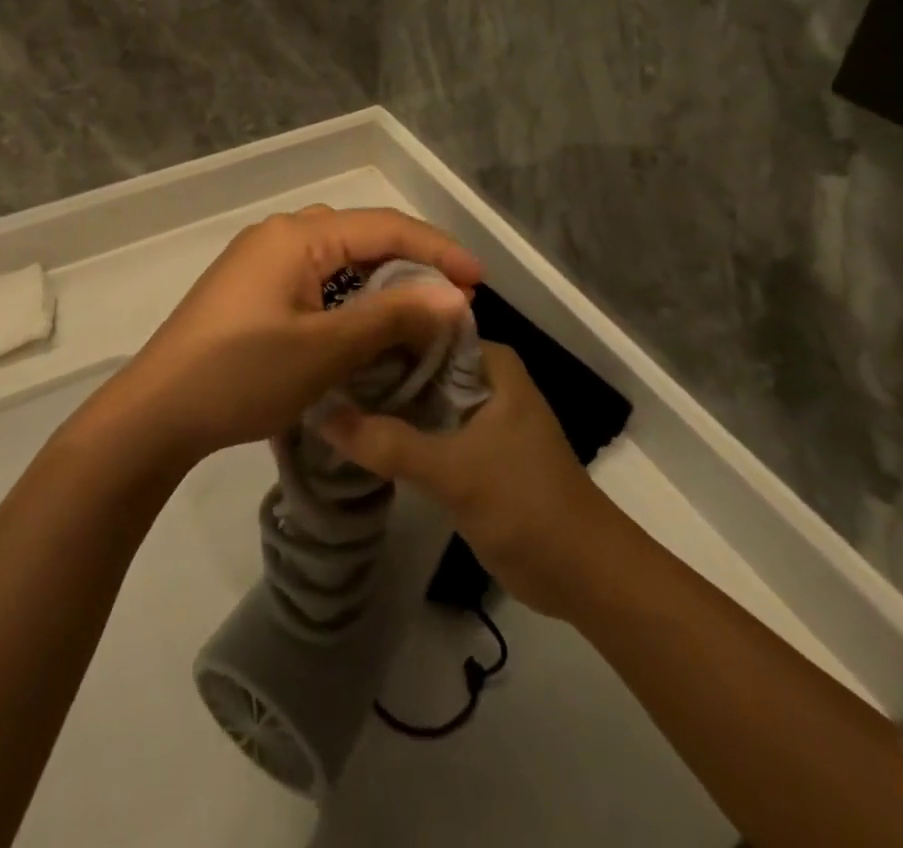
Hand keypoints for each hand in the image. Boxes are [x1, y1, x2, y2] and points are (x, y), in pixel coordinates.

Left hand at [93, 206, 482, 471]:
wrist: (157, 412)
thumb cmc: (242, 375)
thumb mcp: (325, 349)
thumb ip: (392, 316)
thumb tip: (455, 295)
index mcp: (296, 236)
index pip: (384, 226)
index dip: (438, 250)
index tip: (481, 281)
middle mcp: (277, 235)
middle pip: (361, 235)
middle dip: (412, 261)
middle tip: (453, 297)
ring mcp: (259, 261)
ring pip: (337, 259)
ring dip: (380, 280)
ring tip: (419, 310)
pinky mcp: (250, 290)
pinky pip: (314, 279)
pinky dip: (348, 296)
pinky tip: (366, 323)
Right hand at [322, 340, 606, 618]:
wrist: (583, 576)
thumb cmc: (527, 505)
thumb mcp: (455, 471)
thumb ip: (390, 443)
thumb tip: (322, 414)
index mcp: (490, 363)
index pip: (424, 327)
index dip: (379, 329)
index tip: (332, 334)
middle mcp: (483, 379)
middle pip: (417, 362)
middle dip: (374, 367)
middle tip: (319, 367)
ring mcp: (477, 415)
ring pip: (419, 396)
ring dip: (382, 401)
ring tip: (325, 393)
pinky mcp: (471, 450)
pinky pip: (425, 427)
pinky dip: (396, 430)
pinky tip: (355, 432)